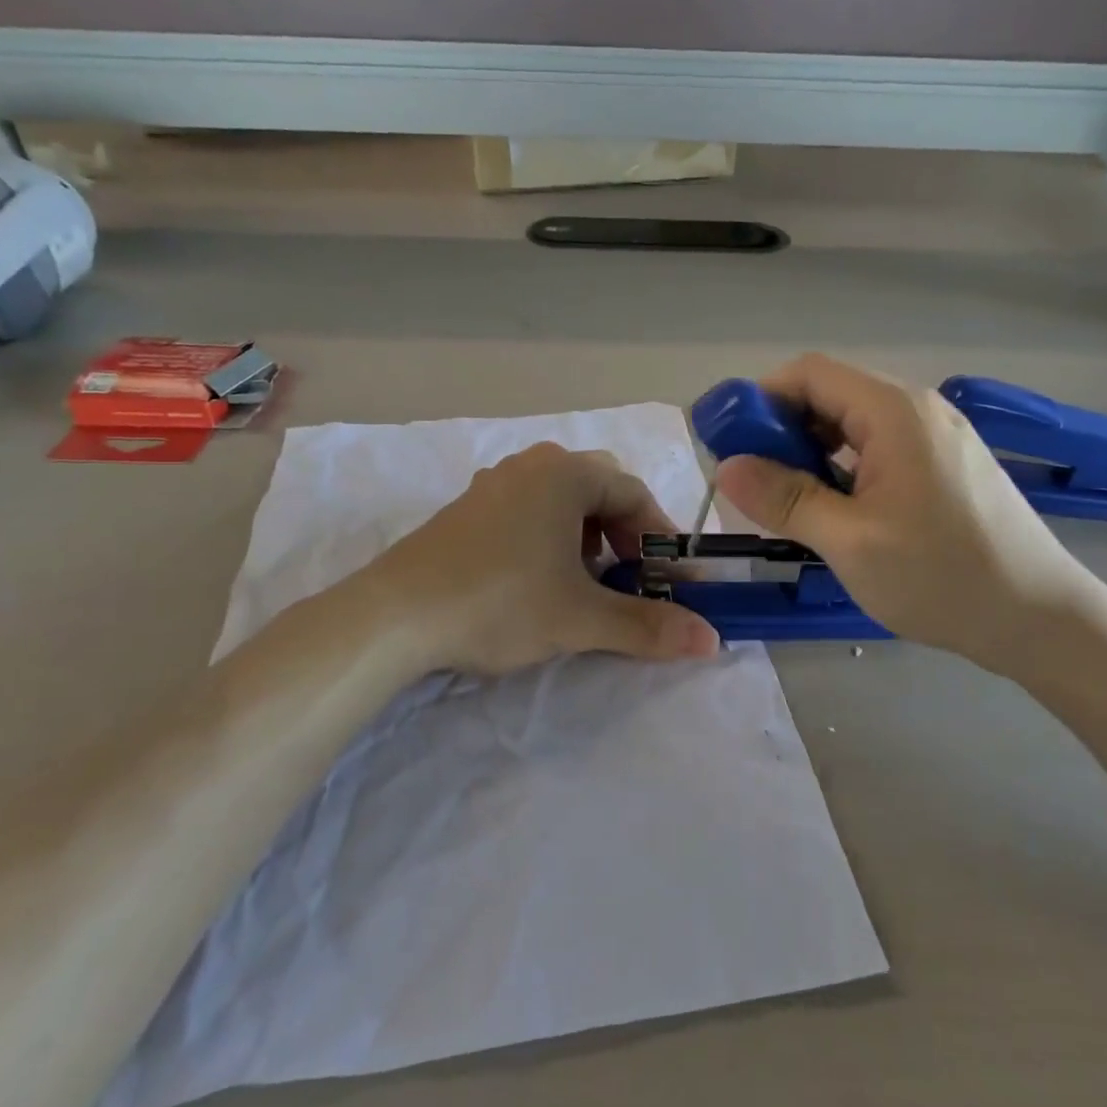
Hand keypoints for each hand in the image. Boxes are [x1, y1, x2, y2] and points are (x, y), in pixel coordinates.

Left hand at [362, 443, 720, 677]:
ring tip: (587, 584)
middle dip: (624, 536)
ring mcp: (493, 484)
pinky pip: (528, 512)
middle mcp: (531, 466)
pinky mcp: (466, 510)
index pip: (635, 494)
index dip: (661, 538)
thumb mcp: (580, 618)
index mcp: (565, 473)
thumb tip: (712, 640)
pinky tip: (538, 581)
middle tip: (631, 579)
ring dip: (587, 539)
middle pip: (599, 492)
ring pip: (561, 502)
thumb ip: (649, 625)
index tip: (673, 580)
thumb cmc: (499, 602)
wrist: (393, 616)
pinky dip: (550, 540)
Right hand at [714, 354, 1103, 675]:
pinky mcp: (944, 465)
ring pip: (852, 426)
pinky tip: (834, 511)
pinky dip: (842, 469)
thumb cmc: (943, 577)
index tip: (731, 444)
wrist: (1042, 619)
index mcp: (894, 411)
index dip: (760, 399)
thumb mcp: (849, 541)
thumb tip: (727, 467)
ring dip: (811, 454)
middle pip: (830, 395)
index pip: (809, 373)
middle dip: (782, 431)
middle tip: (754, 484)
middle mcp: (916, 409)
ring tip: (790, 504)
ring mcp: (935, 436)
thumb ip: (785, 499)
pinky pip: (877, 449)